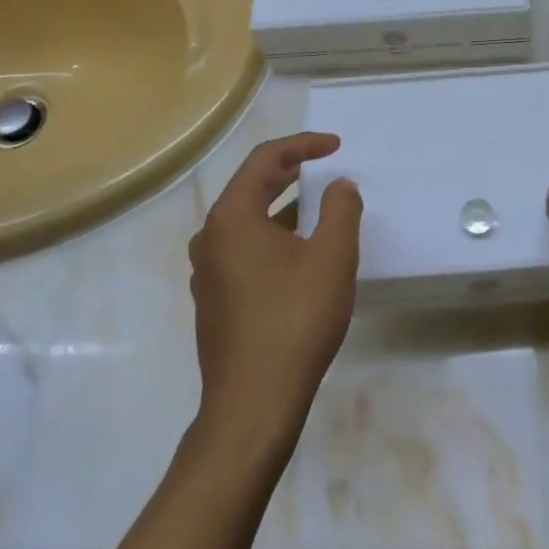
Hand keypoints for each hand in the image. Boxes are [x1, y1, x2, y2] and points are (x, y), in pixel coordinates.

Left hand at [188, 133, 362, 443]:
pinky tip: (302, 257)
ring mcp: (208, 272)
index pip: (265, 160)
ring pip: (249, 223)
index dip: (303, 146)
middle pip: (252, 188)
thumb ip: (341, 210)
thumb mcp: (331, 258)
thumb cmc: (295, 321)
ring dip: (285, 209)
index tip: (336, 146)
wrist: (253, 402)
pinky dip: (275, 239)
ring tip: (323, 211)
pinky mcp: (215, 300)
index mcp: (231, 218)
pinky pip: (246, 251)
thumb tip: (339, 186)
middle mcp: (210, 238)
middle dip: (293, 174)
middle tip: (329, 169)